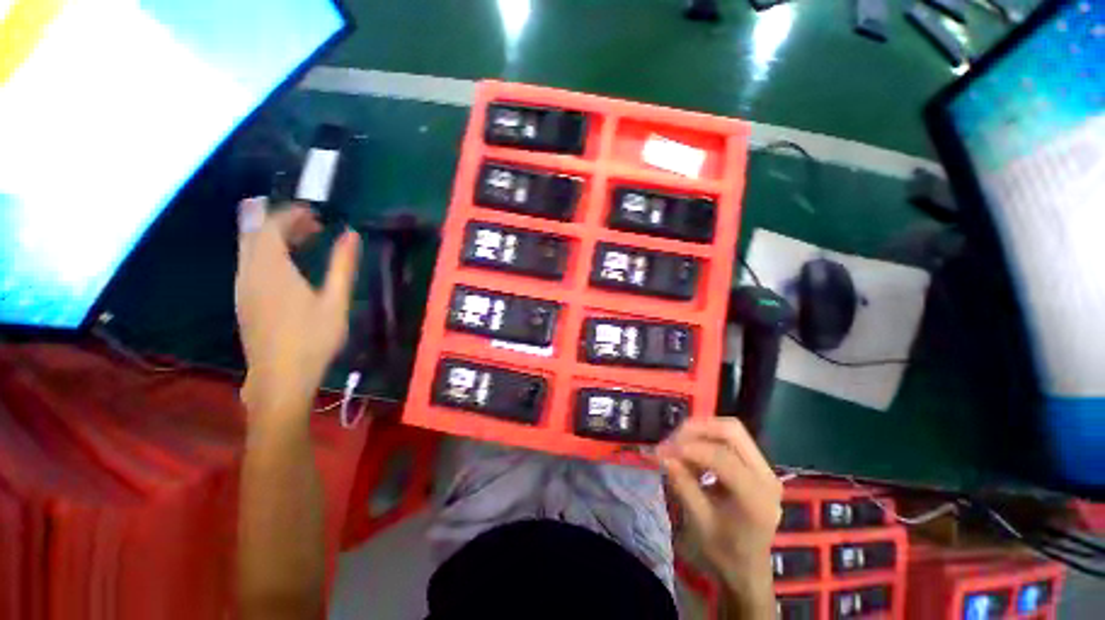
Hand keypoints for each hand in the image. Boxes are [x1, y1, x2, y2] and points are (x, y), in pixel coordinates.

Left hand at [235, 197, 360, 426]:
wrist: (280, 378)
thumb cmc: (312, 339)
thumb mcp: (335, 301)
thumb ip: (342, 265)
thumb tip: (351, 235)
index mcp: (271, 269)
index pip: (271, 226)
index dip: (291, 213)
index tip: (316, 212)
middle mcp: (249, 273)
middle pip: (255, 233)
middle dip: (282, 222)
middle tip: (314, 225)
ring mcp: (243, 287)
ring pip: (251, 248)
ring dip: (275, 237)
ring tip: (306, 240)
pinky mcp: (243, 300)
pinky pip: (251, 263)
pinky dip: (269, 253)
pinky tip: (290, 265)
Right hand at [659, 418, 781, 613]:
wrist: (747, 569)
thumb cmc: (723, 552)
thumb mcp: (699, 522)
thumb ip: (683, 484)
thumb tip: (663, 455)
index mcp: (756, 497)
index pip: (722, 457)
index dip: (689, 448)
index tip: (661, 451)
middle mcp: (766, 476)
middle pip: (731, 431)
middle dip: (696, 429)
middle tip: (671, 439)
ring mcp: (764, 469)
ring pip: (730, 430)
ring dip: (700, 432)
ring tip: (677, 445)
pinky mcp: (757, 466)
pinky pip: (730, 439)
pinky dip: (706, 439)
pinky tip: (691, 453)